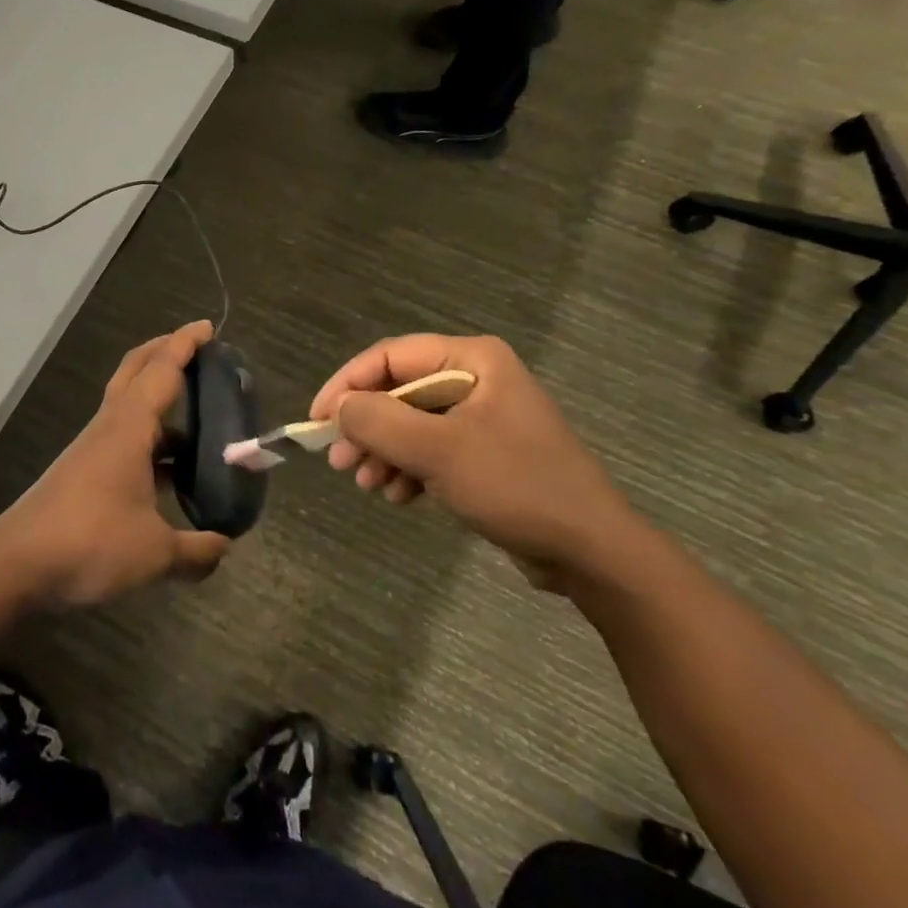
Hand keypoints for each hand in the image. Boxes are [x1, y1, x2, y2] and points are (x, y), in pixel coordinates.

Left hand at [0, 321, 230, 609]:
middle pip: (134, 373)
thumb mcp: (154, 553)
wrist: (16, 565)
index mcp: (128, 428)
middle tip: (197, 351)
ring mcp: (92, 450)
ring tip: (198, 422)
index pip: (161, 371)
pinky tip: (169, 472)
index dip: (184, 345)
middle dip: (163, 354)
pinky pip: (123, 441)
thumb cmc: (90, 543)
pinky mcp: (83, 474)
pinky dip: (149, 441)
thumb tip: (224, 547)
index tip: (207, 327)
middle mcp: (108, 428)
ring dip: (158, 403)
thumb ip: (196, 551)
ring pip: (128, 408)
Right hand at [310, 335, 649, 589]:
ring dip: (382, 453)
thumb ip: (379, 421)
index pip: (390, 356)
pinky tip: (397, 496)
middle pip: (398, 390)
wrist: (590, 551)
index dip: (348, 384)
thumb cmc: (515, 486)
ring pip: (410, 423)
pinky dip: (407, 469)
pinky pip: (430, 449)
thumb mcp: (439, 451)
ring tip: (367, 485)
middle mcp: (475, 378)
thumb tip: (338, 407)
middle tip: (338, 460)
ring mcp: (481, 416)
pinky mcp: (484, 452)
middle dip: (366, 426)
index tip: (317, 419)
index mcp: (472, 360)